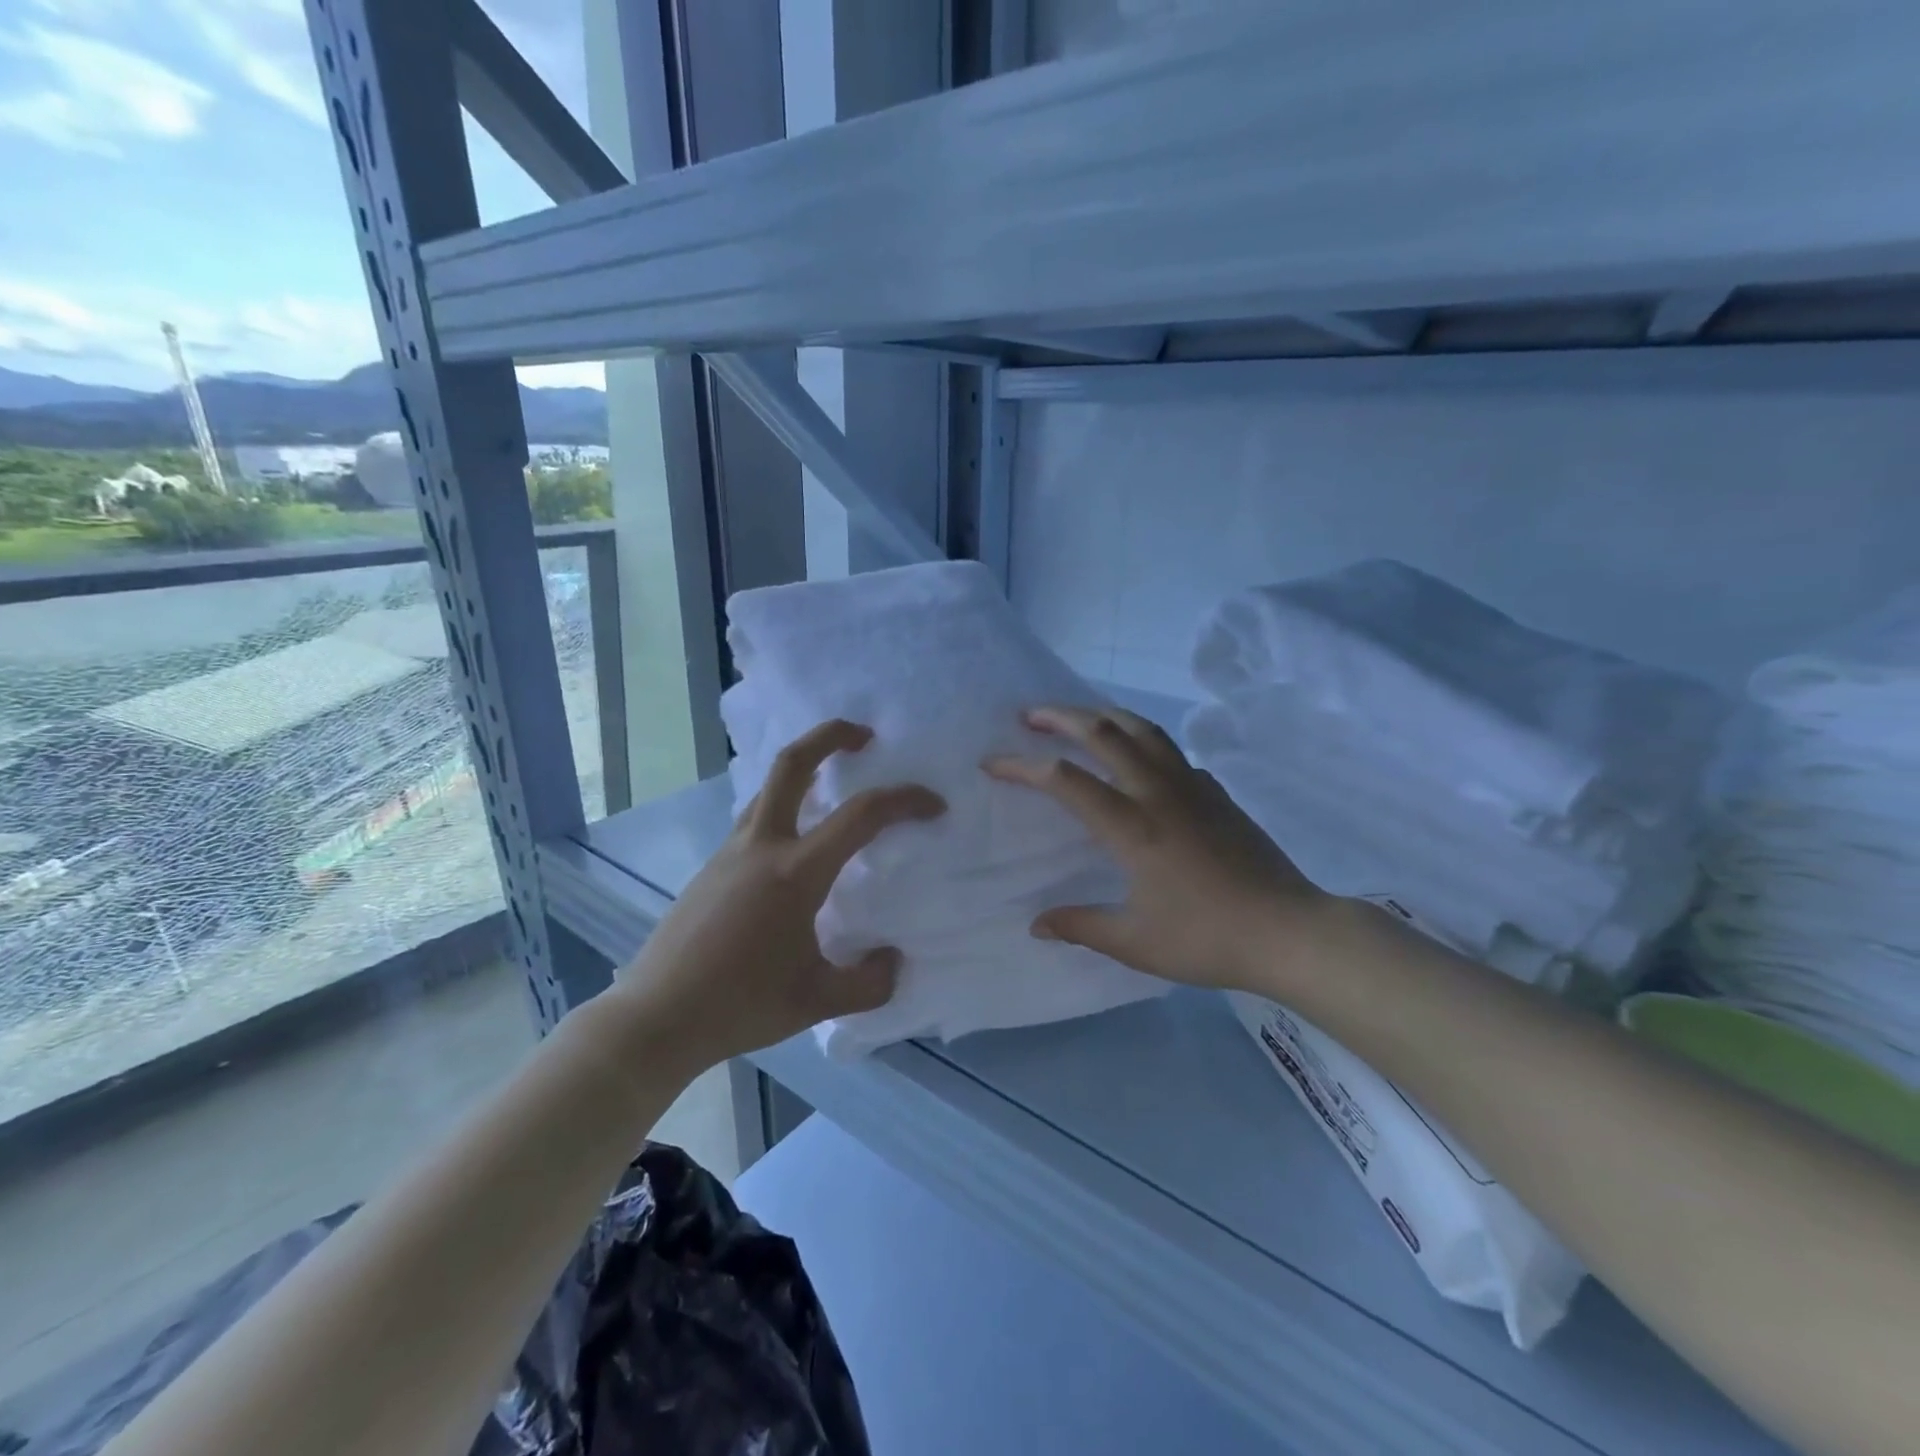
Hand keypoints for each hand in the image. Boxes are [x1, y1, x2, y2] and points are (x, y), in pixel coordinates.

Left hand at [612, 719, 944, 1069]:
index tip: (934, 805)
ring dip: (805, 770)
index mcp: (795, 872)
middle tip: (864, 736)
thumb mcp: (817, 1003)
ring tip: (833, 786)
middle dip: (831, 736)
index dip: (905, 800)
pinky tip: (795, 847)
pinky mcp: (712, 867)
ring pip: (769, 788)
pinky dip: (784, 808)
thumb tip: (892, 961)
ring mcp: (730, 852)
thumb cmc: (740, 1005)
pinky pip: (754, 818)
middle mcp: (761, 846)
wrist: (655, 1018)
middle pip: (793, 763)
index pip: (861, 815)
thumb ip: (868, 983)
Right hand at [985, 706, 1327, 992]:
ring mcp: (1193, 787)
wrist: (1290, 932)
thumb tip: (1036, 924)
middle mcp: (1159, 793)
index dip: (1022, 766)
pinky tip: (1138, 760)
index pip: (1065, 780)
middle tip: (1029, 715)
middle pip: (1104, 732)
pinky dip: (1143, 742)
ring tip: (1079, 716)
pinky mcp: (1217, 793)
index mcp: (1133, 827)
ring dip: (1103, 715)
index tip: (992, 763)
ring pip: (1143, 730)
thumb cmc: (1208, 938)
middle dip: (1060, 716)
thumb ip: (1082, 925)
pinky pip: (1171, 753)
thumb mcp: (1136, 942)